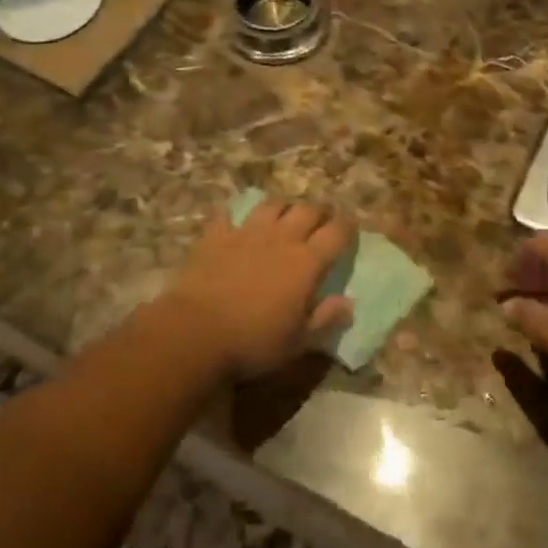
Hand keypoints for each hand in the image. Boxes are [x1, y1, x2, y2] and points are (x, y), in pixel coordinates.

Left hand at [158, 200, 354, 380]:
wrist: (196, 332)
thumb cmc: (253, 342)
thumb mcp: (298, 341)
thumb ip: (325, 318)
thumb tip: (349, 303)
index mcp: (307, 262)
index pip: (337, 232)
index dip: (347, 226)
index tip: (351, 228)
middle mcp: (281, 238)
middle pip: (308, 210)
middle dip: (320, 211)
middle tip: (323, 219)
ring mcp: (247, 232)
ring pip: (273, 205)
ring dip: (285, 207)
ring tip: (286, 215)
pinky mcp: (217, 235)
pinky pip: (229, 214)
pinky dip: (237, 215)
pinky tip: (236, 221)